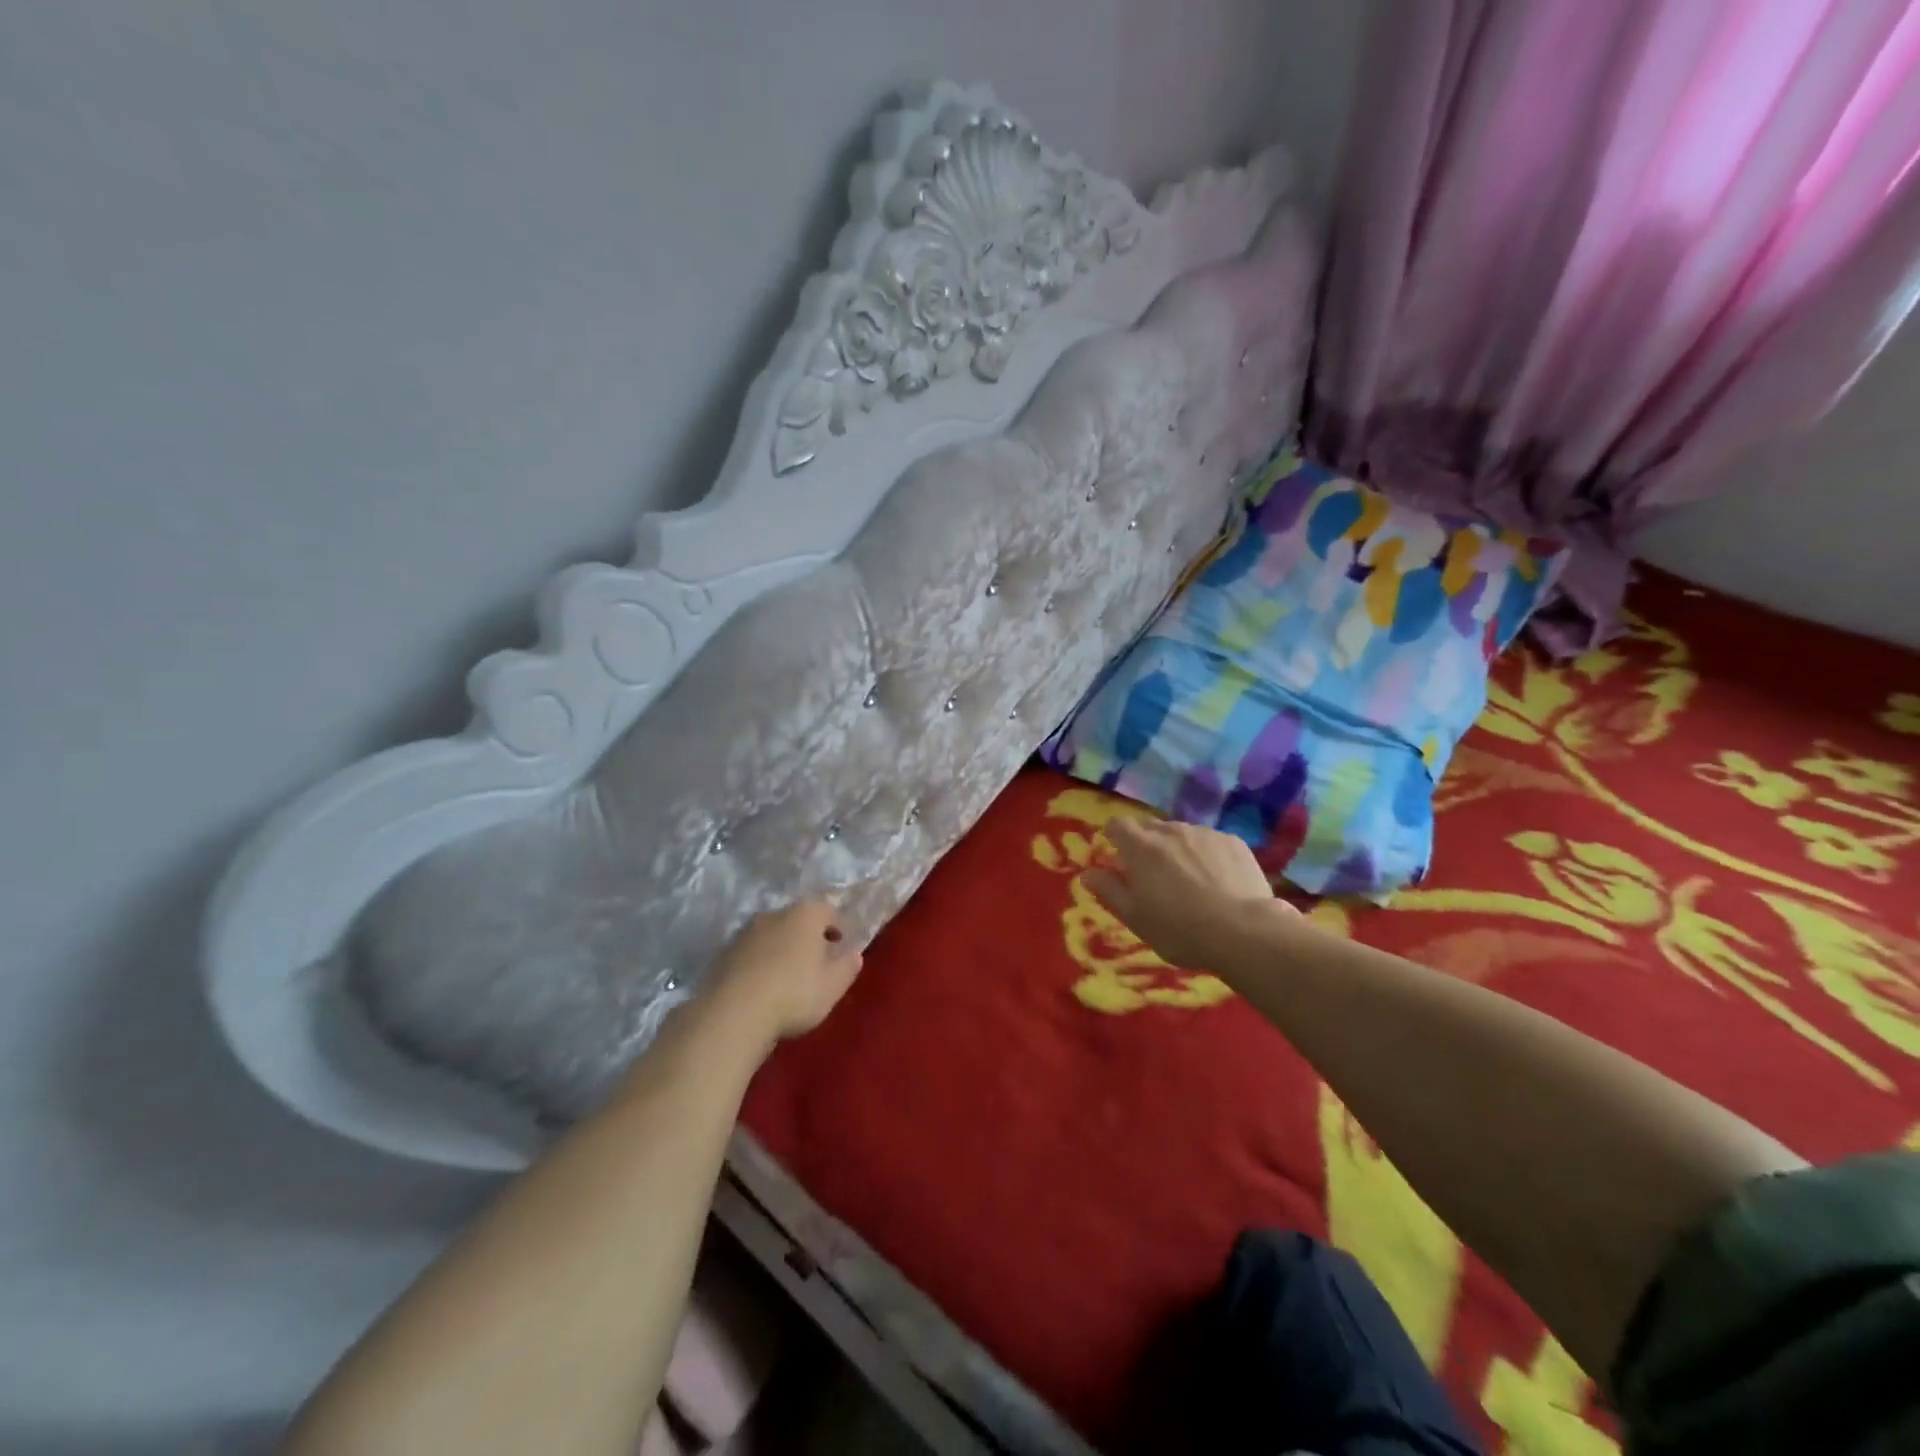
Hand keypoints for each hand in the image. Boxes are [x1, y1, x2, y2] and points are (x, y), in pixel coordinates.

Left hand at [708, 898, 862, 1045]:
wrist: (734, 1013)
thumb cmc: (794, 993)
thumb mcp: (833, 986)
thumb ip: (848, 966)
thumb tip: (853, 954)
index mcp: (805, 914)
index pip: (827, 909)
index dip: (836, 926)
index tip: (839, 946)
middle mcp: (775, 914)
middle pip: (797, 919)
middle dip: (808, 936)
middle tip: (815, 963)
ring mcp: (745, 932)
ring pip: (772, 934)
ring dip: (781, 949)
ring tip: (787, 977)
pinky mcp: (724, 953)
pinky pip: (751, 952)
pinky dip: (760, 962)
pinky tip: (762, 986)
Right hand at [1084, 817, 1286, 969]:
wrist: (1244, 931)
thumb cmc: (1179, 928)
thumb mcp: (1135, 917)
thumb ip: (1108, 891)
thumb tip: (1087, 873)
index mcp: (1141, 847)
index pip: (1118, 825)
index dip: (1115, 837)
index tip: (1118, 857)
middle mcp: (1171, 830)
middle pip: (1151, 827)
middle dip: (1147, 845)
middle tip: (1154, 876)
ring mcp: (1205, 833)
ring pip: (1182, 834)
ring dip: (1178, 849)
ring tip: (1190, 881)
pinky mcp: (1234, 842)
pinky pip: (1211, 842)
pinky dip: (1207, 855)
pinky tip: (1218, 882)